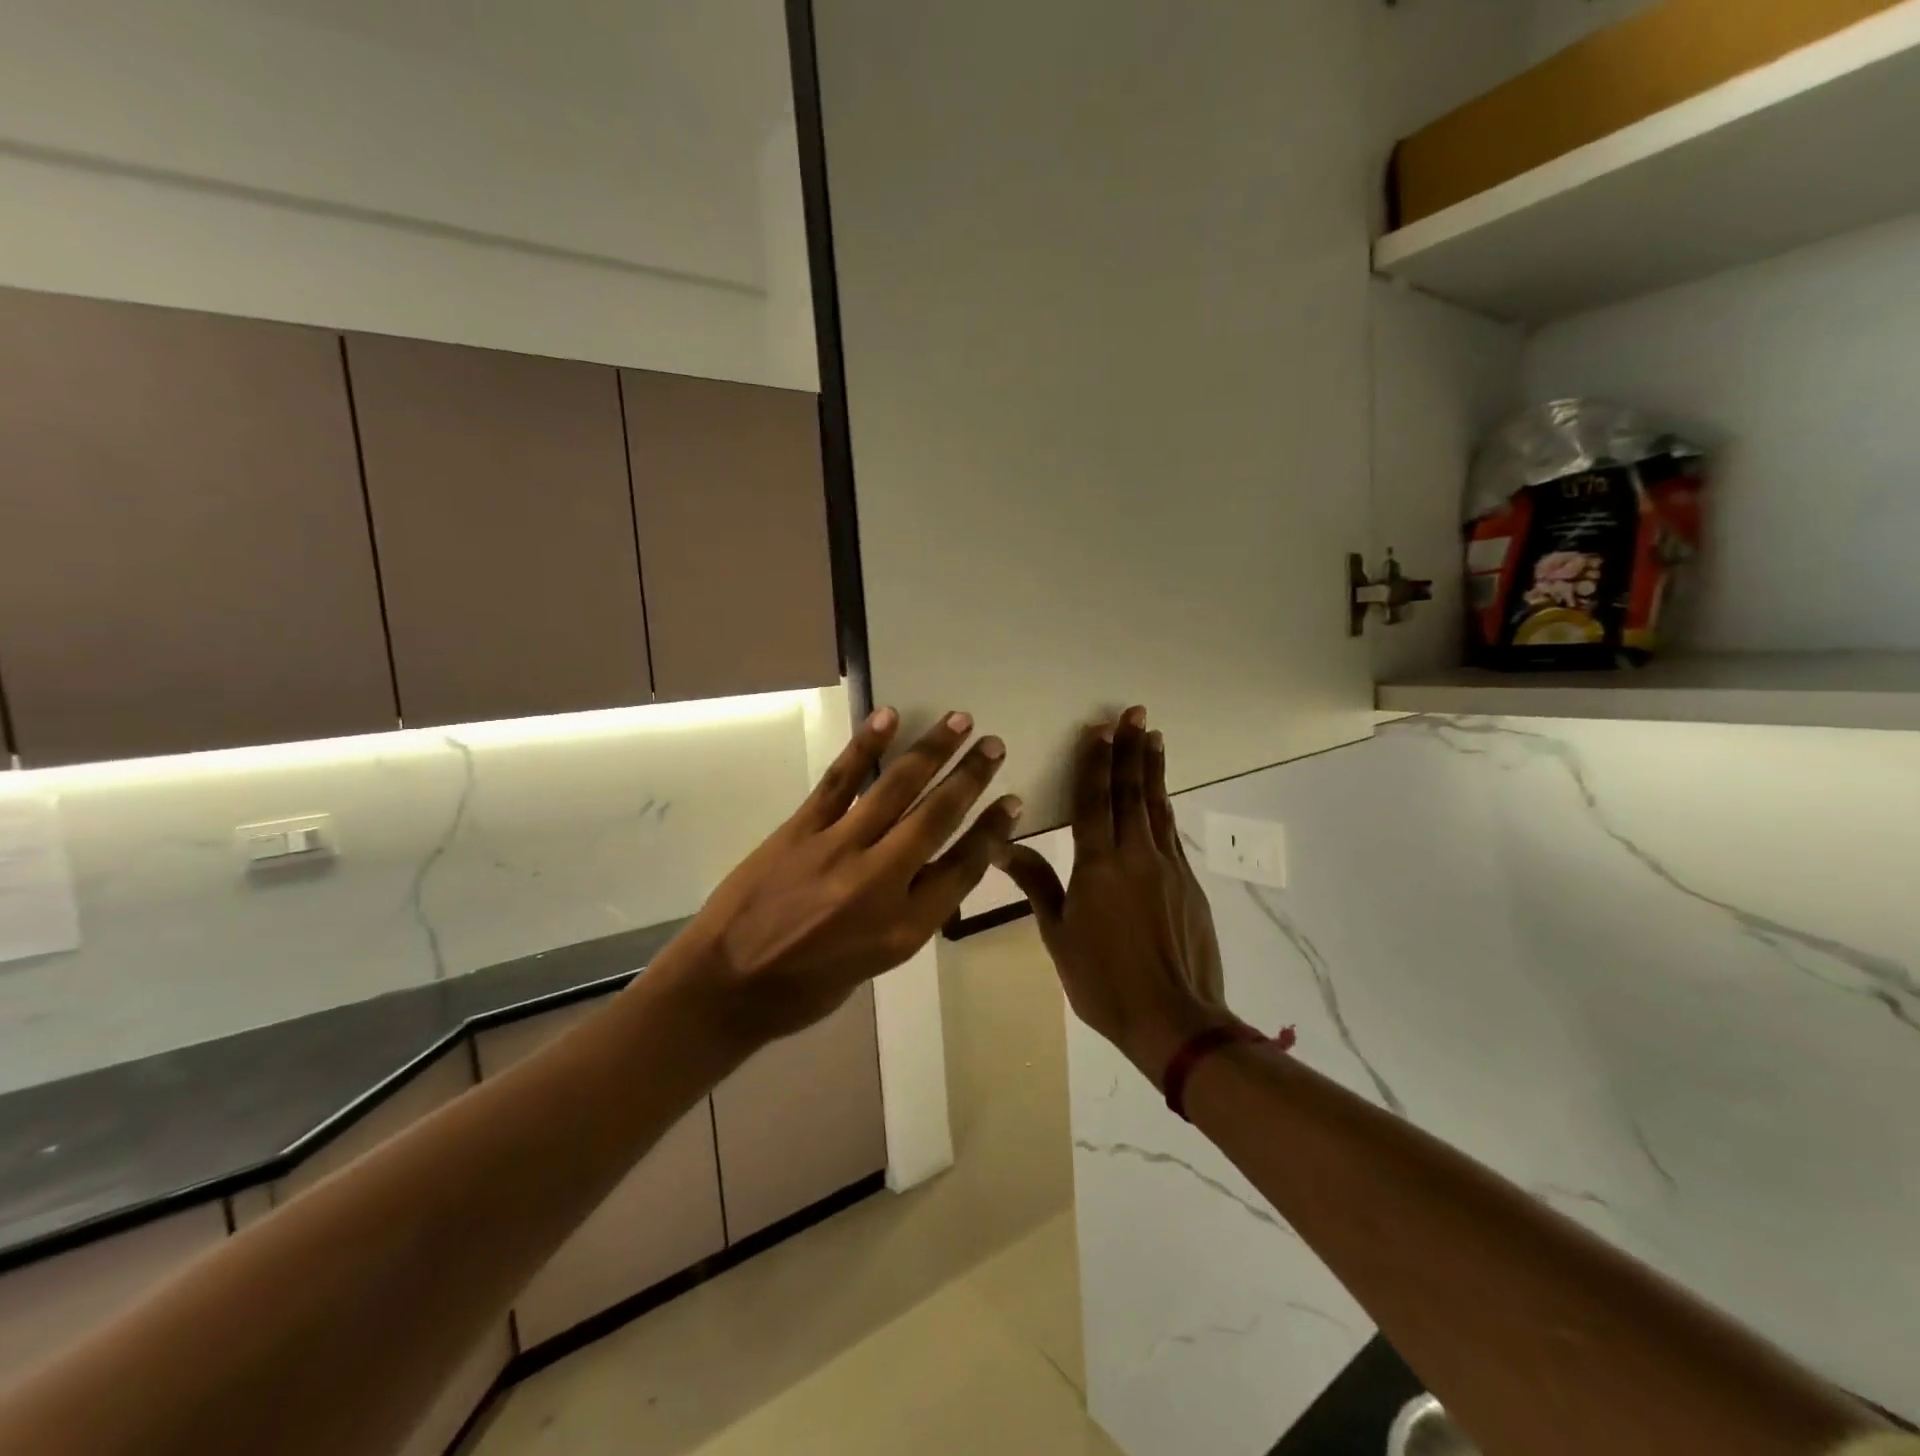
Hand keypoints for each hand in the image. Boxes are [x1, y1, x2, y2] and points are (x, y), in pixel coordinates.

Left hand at [668, 707, 1021, 1045]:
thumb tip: (930, 867)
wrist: (726, 986)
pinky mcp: (801, 830)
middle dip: (971, 778)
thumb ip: (909, 914)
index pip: (963, 868)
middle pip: (937, 818)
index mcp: (904, 928)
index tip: (1011, 801)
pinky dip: (865, 747)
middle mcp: (880, 883)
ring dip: (932, 751)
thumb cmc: (805, 988)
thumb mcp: (875, 964)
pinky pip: (840, 781)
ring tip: (960, 722)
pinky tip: (888, 719)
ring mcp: (839, 850)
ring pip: (896, 789)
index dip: (991, 831)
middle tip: (994, 745)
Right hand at [1000, 707, 1229, 1086]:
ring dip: (1154, 771)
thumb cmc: (1103, 981)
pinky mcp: (1190, 886)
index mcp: (1097, 865)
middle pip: (1132, 792)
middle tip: (1136, 714)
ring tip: (1154, 738)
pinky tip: (1163, 800)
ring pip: (1158, 808)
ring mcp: (1168, 868)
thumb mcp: (1057, 935)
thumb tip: (1002, 845)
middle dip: (1131, 750)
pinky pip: (1172, 836)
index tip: (1100, 729)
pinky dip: (1165, 809)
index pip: (1094, 801)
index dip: (1095, 762)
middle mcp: (1135, 855)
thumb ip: (1037, 883)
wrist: (1174, 1020)